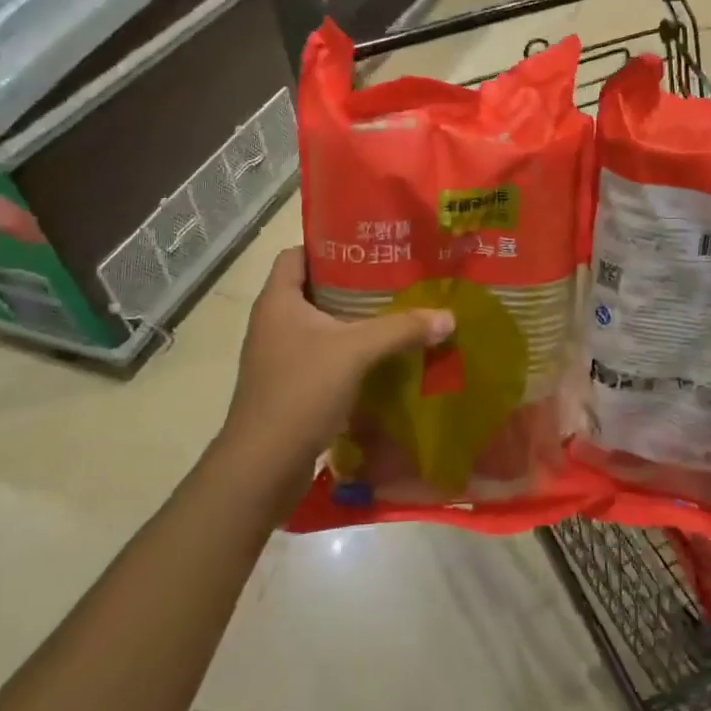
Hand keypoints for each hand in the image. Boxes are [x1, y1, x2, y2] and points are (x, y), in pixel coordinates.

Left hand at [221, 249, 453, 483]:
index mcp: (278, 301)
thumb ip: (402, 329)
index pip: (296, 254)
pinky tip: (383, 358)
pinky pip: (324, 356)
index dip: (328, 244)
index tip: (369, 247)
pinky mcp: (290, 387)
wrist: (263, 466)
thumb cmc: (301, 392)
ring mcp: (279, 357)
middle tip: (396, 278)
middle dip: (354, 284)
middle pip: (315, 289)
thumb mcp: (356, 352)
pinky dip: (351, 353)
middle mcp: (273, 323)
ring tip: (397, 313)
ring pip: (322, 326)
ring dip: (355, 321)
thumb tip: (448, 317)